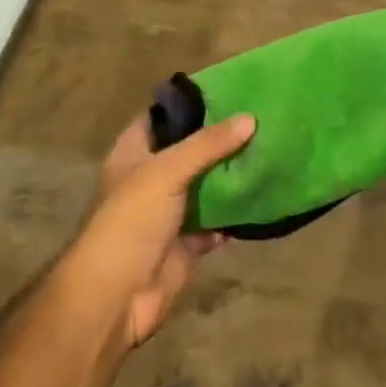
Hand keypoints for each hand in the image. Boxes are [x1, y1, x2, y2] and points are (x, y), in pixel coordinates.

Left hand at [67, 113, 254, 347]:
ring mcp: (168, 213)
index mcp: (133, 153)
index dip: (189, 103)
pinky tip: (263, 196)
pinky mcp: (186, 244)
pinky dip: (236, 213)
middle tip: (259, 118)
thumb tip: (250, 118)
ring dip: (230, 174)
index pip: (161, 116)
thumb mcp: (166, 171)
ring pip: (205, 186)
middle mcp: (150, 178)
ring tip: (268, 149)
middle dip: (219, 138)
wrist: (117, 297)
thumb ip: (207, 144)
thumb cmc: (131, 221)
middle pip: (188, 151)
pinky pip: (216, 222)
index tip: (228, 89)